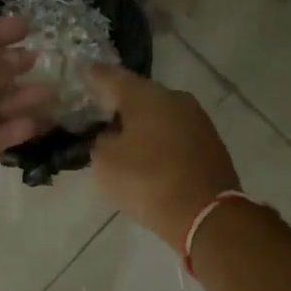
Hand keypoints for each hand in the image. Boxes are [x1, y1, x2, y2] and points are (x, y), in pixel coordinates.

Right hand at [85, 65, 238, 247]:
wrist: (207, 214)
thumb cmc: (148, 182)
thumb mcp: (106, 163)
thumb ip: (100, 140)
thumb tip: (110, 134)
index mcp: (146, 95)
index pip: (111, 76)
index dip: (93, 77)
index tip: (80, 76)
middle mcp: (174, 97)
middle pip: (139, 93)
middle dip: (118, 102)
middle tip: (98, 113)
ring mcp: (196, 117)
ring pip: (159, 112)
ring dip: (141, 121)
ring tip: (122, 137)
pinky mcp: (210, 140)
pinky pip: (175, 130)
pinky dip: (159, 137)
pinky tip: (149, 152)